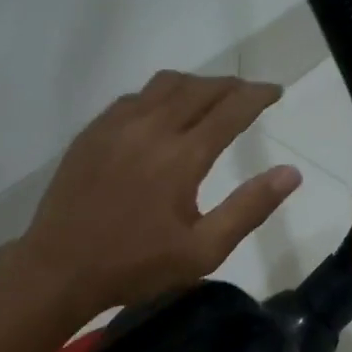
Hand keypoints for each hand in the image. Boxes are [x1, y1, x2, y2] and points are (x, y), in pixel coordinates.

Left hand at [15, 71, 301, 322]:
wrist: (60, 267)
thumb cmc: (136, 265)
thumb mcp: (203, 251)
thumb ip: (249, 208)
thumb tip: (291, 173)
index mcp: (182, 156)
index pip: (231, 109)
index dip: (258, 96)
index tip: (276, 90)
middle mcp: (150, 128)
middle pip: (199, 89)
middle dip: (230, 86)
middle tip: (249, 93)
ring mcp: (116, 126)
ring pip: (164, 85)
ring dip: (195, 84)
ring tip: (211, 97)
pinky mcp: (92, 132)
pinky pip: (133, 97)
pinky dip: (159, 95)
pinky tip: (161, 113)